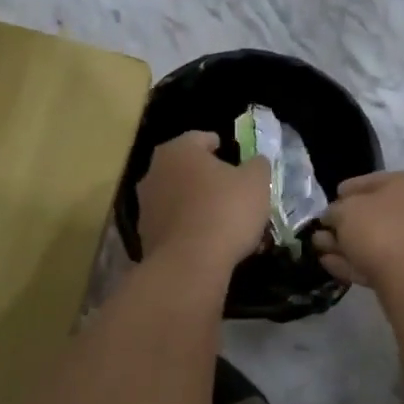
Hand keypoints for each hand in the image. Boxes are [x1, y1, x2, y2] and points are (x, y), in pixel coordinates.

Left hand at [138, 131, 271, 271]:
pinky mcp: (146, 236)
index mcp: (178, 151)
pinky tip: (211, 242)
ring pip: (180, 199)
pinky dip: (190, 228)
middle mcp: (155, 172)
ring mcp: (146, 206)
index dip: (221, 146)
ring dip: (198, 205)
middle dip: (209, 178)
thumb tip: (255, 162)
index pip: (201, 138)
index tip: (236, 158)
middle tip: (233, 190)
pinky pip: (175, 225)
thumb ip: (258, 165)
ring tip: (224, 221)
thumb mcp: (256, 183)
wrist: (190, 264)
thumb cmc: (225, 211)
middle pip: (187, 169)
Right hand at [313, 171, 403, 293]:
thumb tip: (333, 217)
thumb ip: (335, 210)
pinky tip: (330, 263)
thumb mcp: (345, 210)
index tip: (329, 202)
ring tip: (318, 246)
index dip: (347, 191)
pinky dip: (356, 260)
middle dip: (344, 222)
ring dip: (345, 243)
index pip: (373, 181)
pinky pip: (381, 259)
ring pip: (376, 239)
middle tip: (321, 229)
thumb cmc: (380, 230)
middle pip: (375, 213)